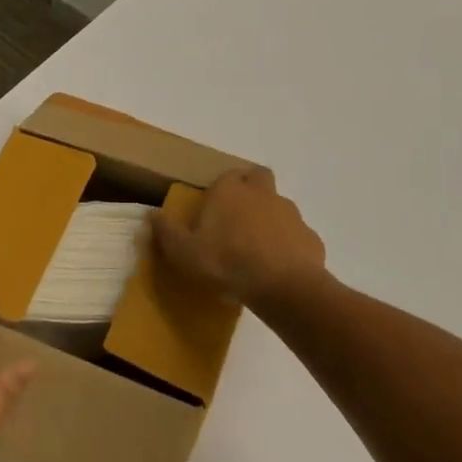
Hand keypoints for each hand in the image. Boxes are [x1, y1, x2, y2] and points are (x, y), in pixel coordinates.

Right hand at [152, 165, 326, 308]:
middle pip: (258, 178)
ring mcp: (290, 213)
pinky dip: (289, 246)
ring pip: (279, 206)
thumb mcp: (184, 252)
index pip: (227, 175)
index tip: (213, 208)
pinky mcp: (310, 238)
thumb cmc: (227, 262)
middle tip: (238, 217)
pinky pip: (297, 236)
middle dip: (251, 190)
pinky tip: (280, 268)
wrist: (283, 287)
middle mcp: (262, 193)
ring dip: (270, 219)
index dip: (221, 188)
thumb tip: (151, 214)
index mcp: (230, 190)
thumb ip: (167, 232)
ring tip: (258, 248)